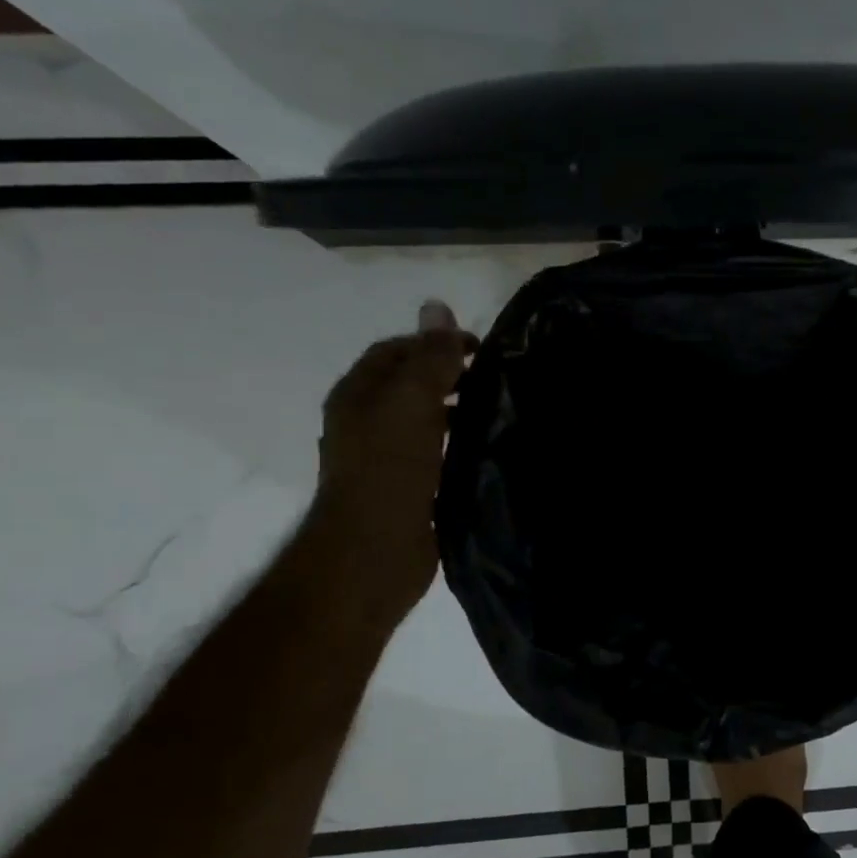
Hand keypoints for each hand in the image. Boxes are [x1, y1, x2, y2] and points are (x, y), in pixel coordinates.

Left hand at [307, 301, 477, 612]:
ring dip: (456, 410)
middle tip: (495, 378)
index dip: (435, 341)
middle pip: (410, 384)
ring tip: (497, 410)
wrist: (374, 552)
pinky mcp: (407, 489)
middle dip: (449, 375)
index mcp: (359, 394)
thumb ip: (429, 357)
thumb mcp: (412, 401)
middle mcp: (366, 422)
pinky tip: (486, 448)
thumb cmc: (390, 469)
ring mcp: (385, 458)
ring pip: (424, 419)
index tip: (481, 349)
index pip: (396, 350)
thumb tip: (436, 305)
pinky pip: (435, 452)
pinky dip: (457, 443)